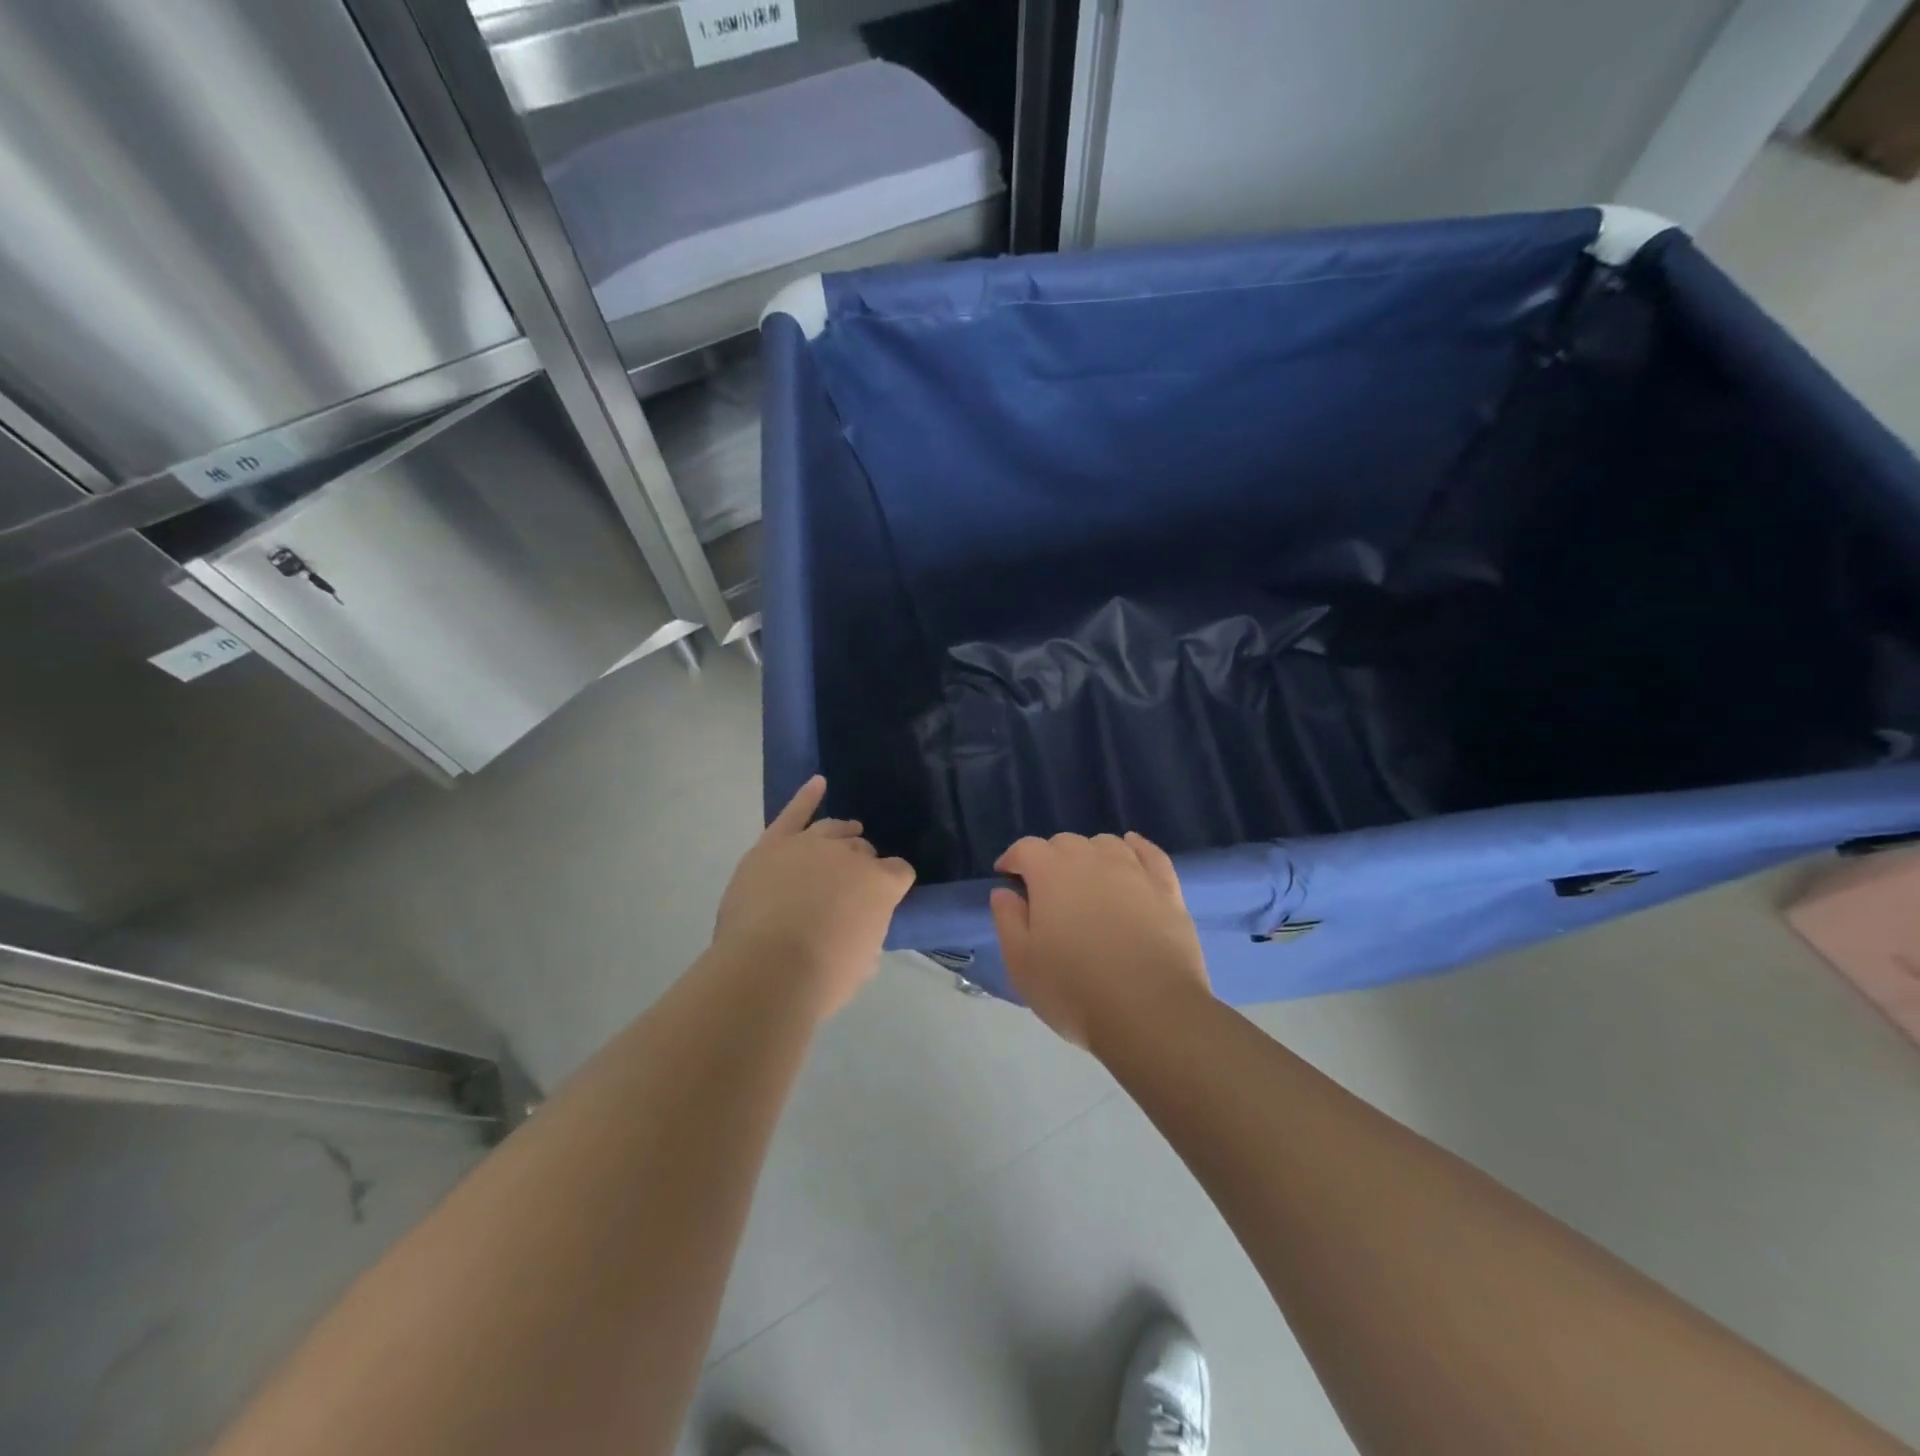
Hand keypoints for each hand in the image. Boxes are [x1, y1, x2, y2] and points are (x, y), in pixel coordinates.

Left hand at [712, 776, 915, 1018]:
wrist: (767, 971)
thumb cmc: (822, 977)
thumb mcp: (864, 963)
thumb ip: (868, 932)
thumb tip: (859, 924)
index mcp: (881, 883)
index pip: (900, 872)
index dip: (893, 886)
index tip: (884, 901)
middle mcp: (850, 854)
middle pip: (863, 850)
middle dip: (862, 864)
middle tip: (850, 888)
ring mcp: (810, 844)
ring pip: (832, 829)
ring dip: (842, 834)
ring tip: (845, 836)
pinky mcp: (774, 844)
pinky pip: (793, 812)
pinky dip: (806, 796)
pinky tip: (818, 784)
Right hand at [990, 832, 1211, 1050]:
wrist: (1149, 1012)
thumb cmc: (1074, 990)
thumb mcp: (1022, 963)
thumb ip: (1008, 920)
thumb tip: (1004, 892)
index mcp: (1051, 873)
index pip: (1026, 848)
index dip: (1013, 858)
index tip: (1007, 877)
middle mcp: (1092, 859)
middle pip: (1065, 842)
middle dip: (1049, 858)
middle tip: (1046, 890)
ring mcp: (1134, 871)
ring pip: (1106, 844)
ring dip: (1089, 855)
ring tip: (1086, 880)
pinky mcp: (1167, 888)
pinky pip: (1150, 853)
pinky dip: (1136, 847)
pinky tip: (1131, 851)